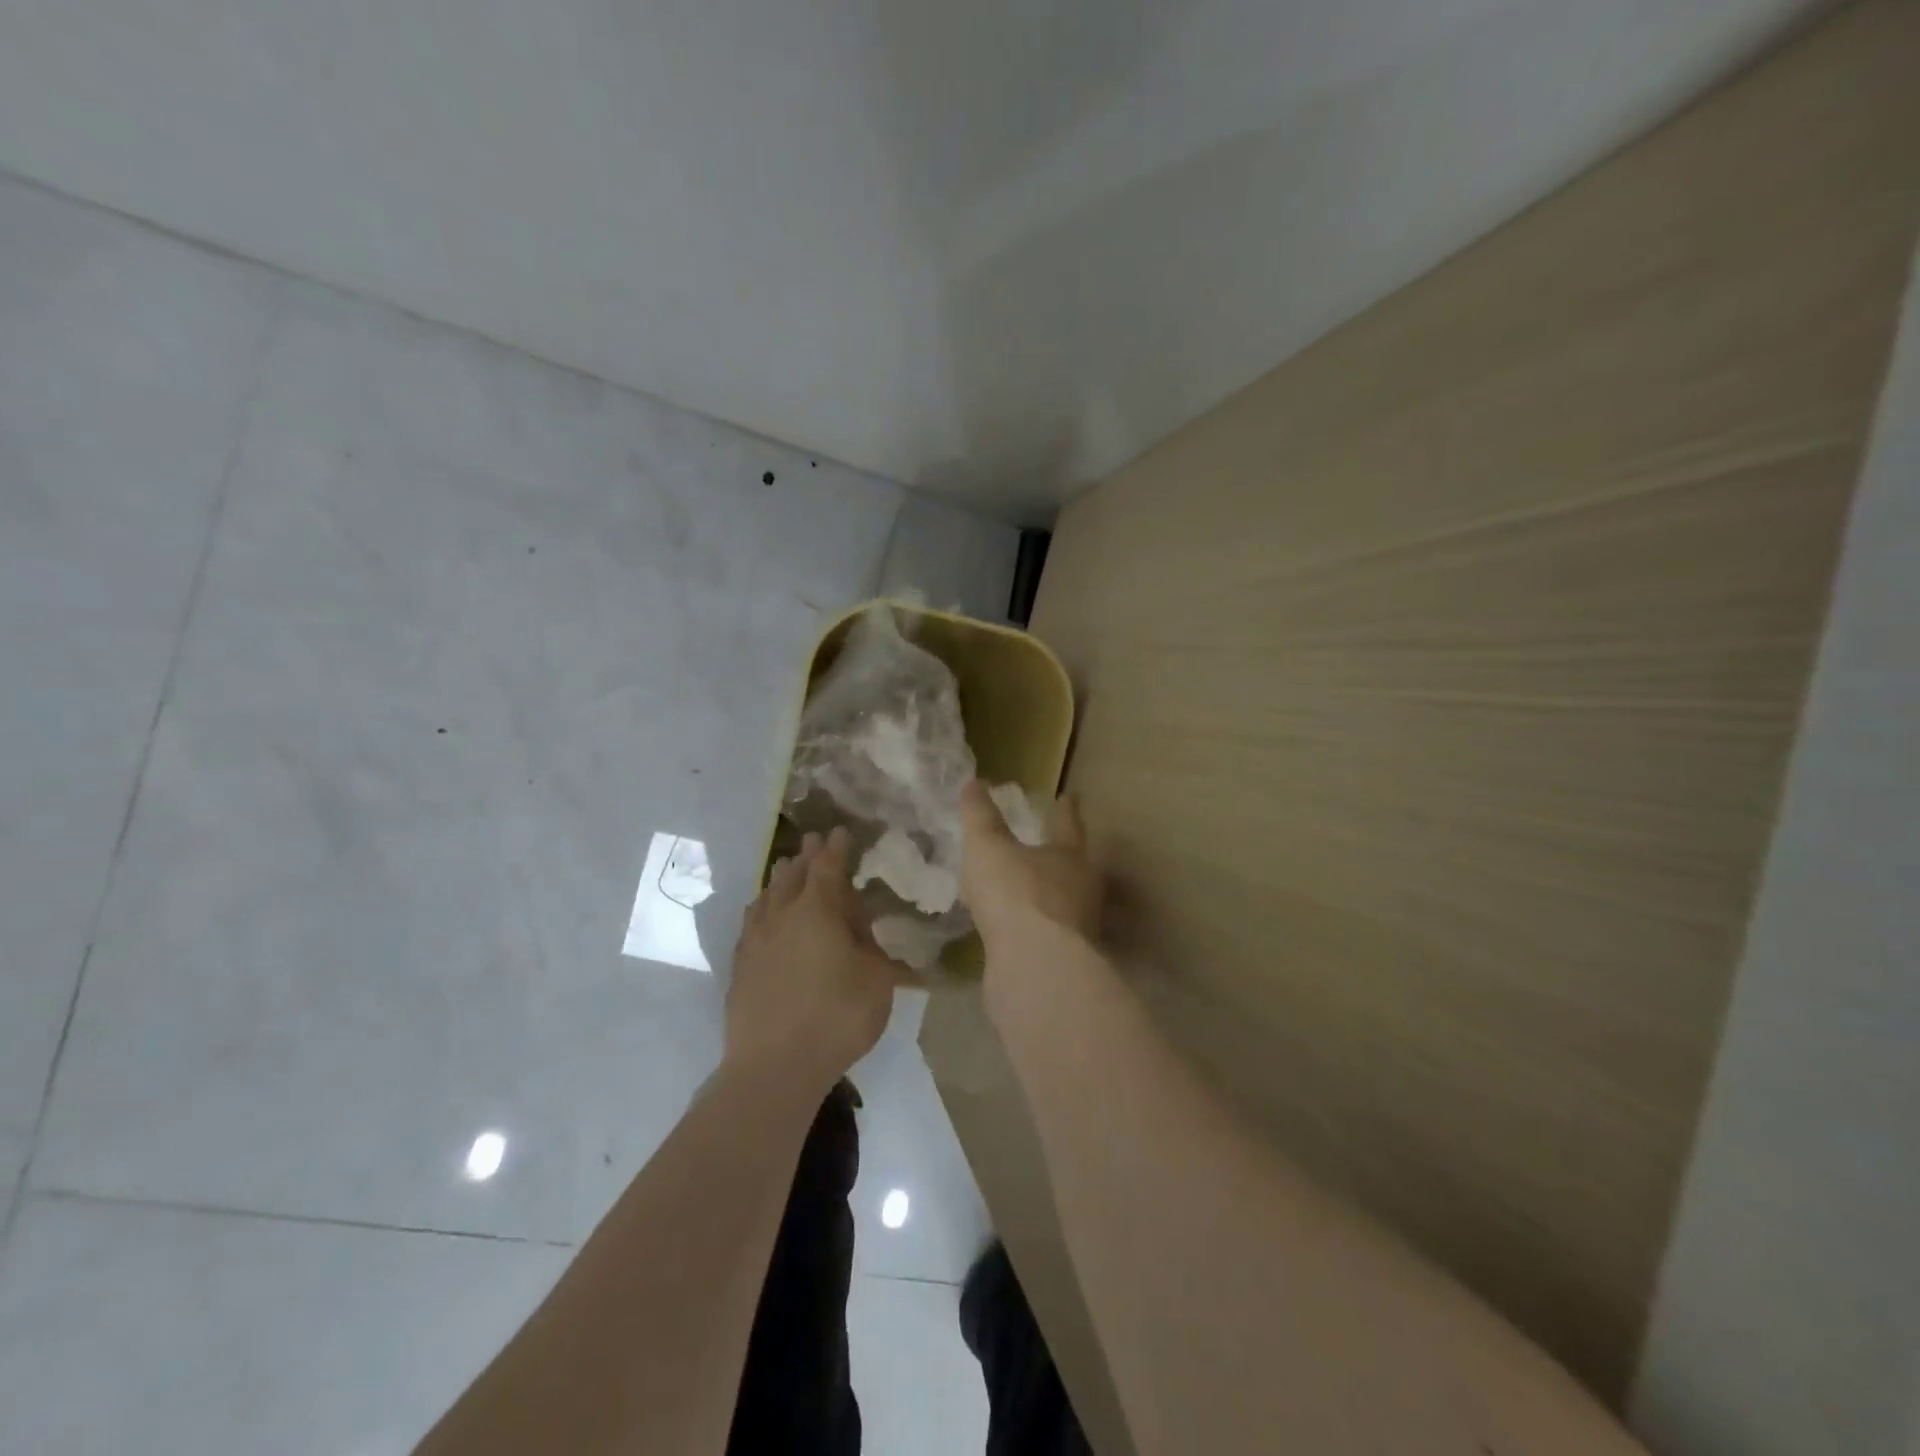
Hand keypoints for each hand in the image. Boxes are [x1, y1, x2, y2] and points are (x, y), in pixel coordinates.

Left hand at [727, 827, 900, 1092]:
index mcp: (817, 910)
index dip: (836, 848)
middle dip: (806, 857)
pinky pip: (752, 922)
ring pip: (767, 896)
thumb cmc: (837, 1016)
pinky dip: (762, 909)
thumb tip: (858, 928)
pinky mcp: (740, 966)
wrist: (773, 1066)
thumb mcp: (876, 978)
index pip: (828, 867)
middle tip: (813, 842)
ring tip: (786, 870)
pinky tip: (762, 915)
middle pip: (793, 875)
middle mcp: (782, 915)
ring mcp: (755, 940)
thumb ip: (871, 946)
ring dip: (780, 879)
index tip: (839, 831)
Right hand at [958, 779, 1102, 950]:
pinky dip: (1032, 930)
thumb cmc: (1016, 893)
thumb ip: (981, 816)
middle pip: (1075, 868)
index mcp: (1070, 858)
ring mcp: (1077, 931)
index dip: (1066, 810)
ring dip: (1047, 898)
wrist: (1035, 967)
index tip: (1070, 796)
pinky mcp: (1062, 964)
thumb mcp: (989, 846)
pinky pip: (1046, 938)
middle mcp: (1082, 892)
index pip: (1069, 825)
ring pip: (1063, 905)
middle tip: (1049, 848)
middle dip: (1062, 858)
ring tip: (1025, 892)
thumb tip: (975, 782)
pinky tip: (1014, 933)